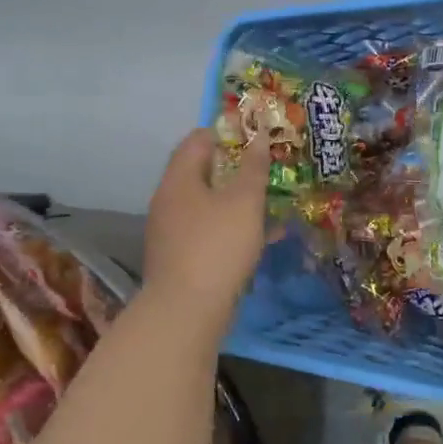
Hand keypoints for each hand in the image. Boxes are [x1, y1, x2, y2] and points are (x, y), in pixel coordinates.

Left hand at [142, 129, 271, 316]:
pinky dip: (235, 227)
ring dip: (239, 200)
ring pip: (210, 204)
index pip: (196, 140)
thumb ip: (253, 167)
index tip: (255, 135)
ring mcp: (173, 231)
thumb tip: (258, 136)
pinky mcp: (182, 257)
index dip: (226, 132)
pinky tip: (265, 236)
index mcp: (179, 180)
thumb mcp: (244, 201)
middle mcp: (170, 201)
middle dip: (237, 168)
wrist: (187, 311)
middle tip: (268, 167)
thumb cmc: (217, 245)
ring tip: (273, 200)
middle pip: (202, 172)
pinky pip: (211, 230)